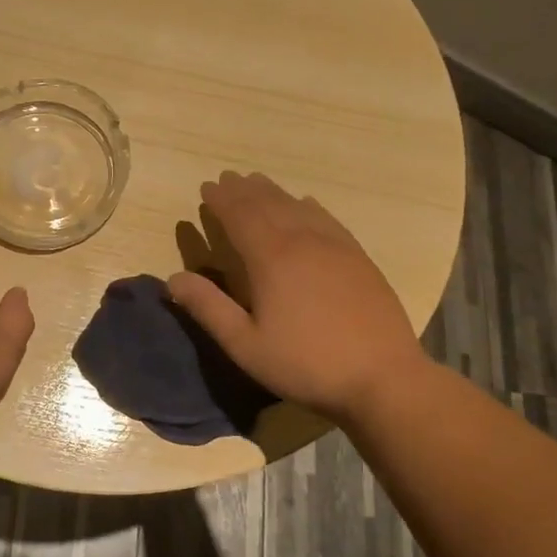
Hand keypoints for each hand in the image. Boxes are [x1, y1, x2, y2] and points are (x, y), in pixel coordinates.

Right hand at [167, 171, 428, 426]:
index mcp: (271, 258)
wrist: (383, 377)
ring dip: (274, 192)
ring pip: (297, 206)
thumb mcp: (246, 345)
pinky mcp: (358, 257)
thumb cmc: (306, 364)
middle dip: (244, 190)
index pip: (240, 216)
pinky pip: (327, 218)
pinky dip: (308, 206)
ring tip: (258, 182)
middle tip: (228, 178)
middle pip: (269, 204)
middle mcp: (303, 241)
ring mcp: (335, 246)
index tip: (206, 188)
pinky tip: (306, 203)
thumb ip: (209, 308)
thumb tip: (173, 278)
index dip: (221, 200)